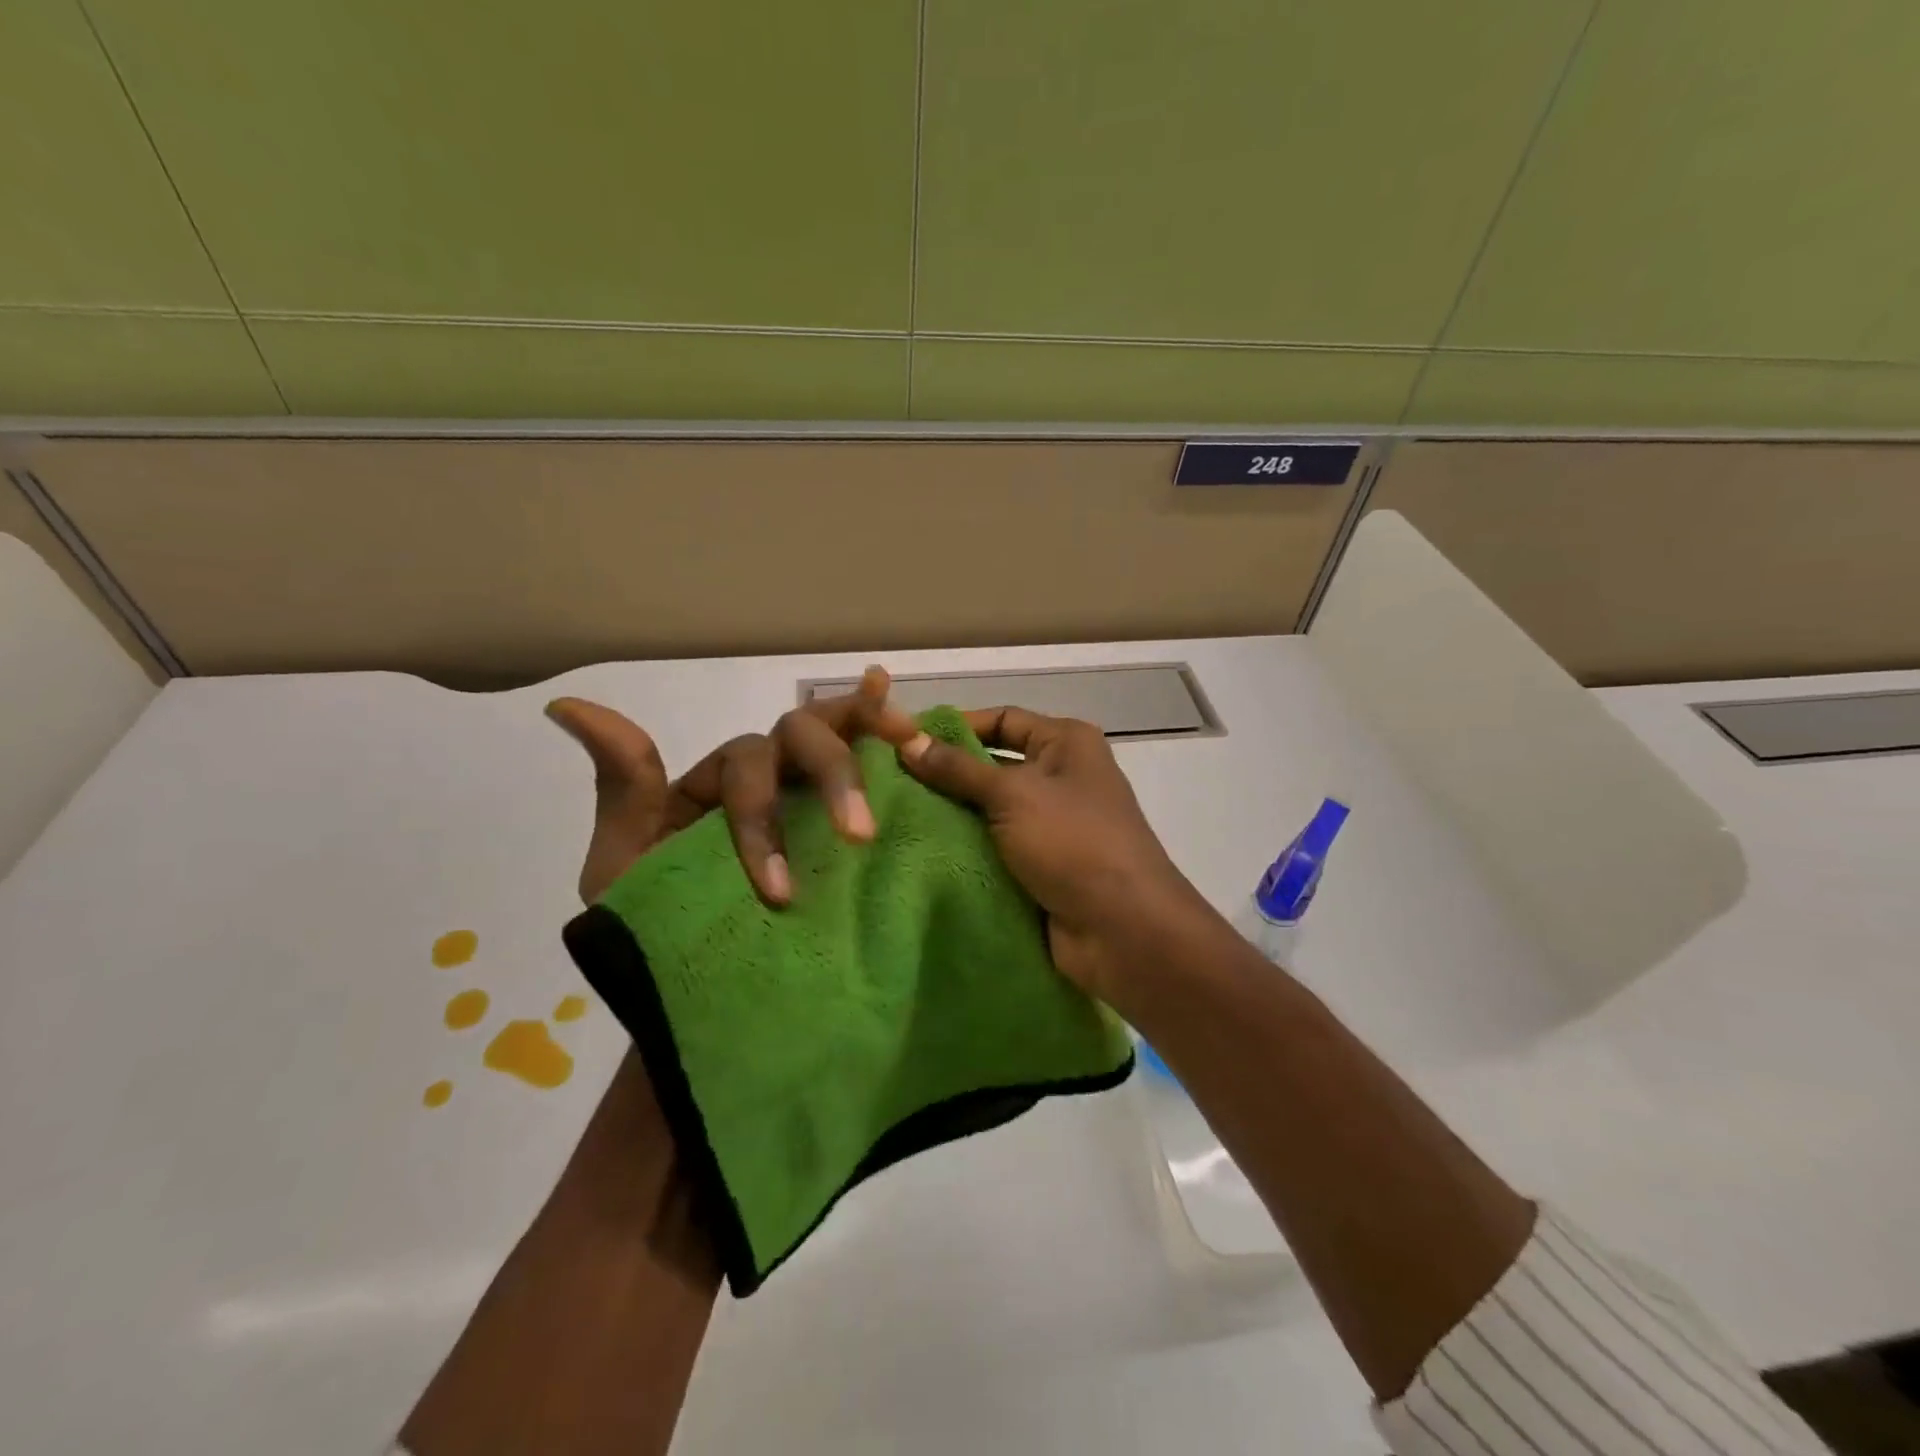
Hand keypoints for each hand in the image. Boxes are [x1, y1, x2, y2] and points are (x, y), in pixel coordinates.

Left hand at [545, 666, 918, 905]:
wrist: (704, 989)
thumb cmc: (659, 923)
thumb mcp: (625, 862)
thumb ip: (622, 788)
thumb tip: (566, 706)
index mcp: (720, 779)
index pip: (747, 766)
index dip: (762, 820)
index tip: (778, 893)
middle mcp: (772, 772)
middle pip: (801, 739)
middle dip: (831, 777)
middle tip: (858, 836)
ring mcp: (813, 793)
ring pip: (838, 738)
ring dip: (868, 735)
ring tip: (907, 740)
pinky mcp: (847, 823)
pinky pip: (873, 768)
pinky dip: (889, 739)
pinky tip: (918, 732)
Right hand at [898, 707, 1209, 1006]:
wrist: (1123, 930)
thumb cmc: (1074, 843)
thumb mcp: (1013, 795)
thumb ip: (958, 770)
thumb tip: (907, 741)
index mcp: (1067, 743)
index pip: (1003, 719)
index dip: (956, 727)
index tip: (906, 740)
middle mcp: (1062, 777)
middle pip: (993, 765)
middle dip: (947, 775)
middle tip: (890, 781)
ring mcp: (1052, 825)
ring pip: (990, 811)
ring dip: (952, 816)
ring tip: (894, 815)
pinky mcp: (1042, 866)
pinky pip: (995, 848)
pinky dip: (966, 849)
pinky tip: (921, 850)